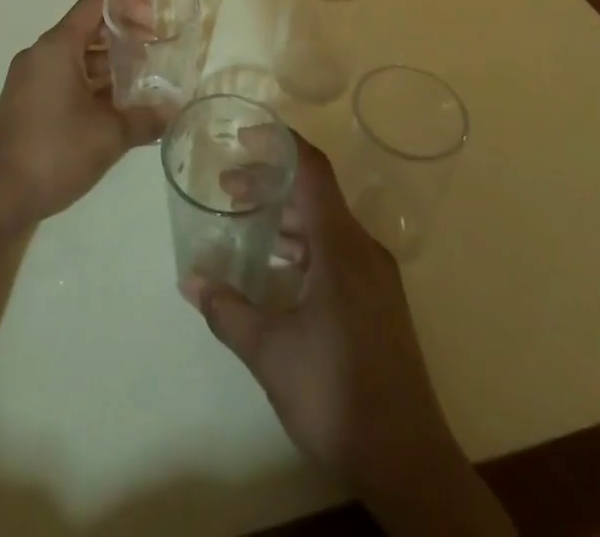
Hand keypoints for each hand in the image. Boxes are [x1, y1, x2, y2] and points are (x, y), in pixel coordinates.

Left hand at [0, 0, 165, 224]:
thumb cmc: (53, 152)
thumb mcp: (108, 135)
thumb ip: (145, 118)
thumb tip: (175, 111)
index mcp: (56, 47)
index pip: (94, 4)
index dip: (127, 5)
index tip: (154, 24)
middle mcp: (41, 55)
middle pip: (87, 30)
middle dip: (123, 39)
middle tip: (155, 54)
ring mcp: (31, 81)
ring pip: (77, 59)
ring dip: (110, 66)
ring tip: (144, 85)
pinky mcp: (28, 105)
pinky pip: (66, 81)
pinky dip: (92, 87)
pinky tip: (118, 112)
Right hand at [182, 137, 512, 534]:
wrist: (408, 463)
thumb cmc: (336, 393)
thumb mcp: (270, 352)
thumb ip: (228, 311)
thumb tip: (190, 281)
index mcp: (341, 246)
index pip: (312, 169)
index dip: (278, 143)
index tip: (243, 137)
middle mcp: (362, 249)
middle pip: (315, 195)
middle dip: (270, 184)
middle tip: (227, 190)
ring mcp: (375, 277)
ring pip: (326, 225)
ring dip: (286, 218)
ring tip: (246, 225)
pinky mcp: (378, 302)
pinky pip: (337, 252)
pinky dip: (304, 246)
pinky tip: (278, 271)